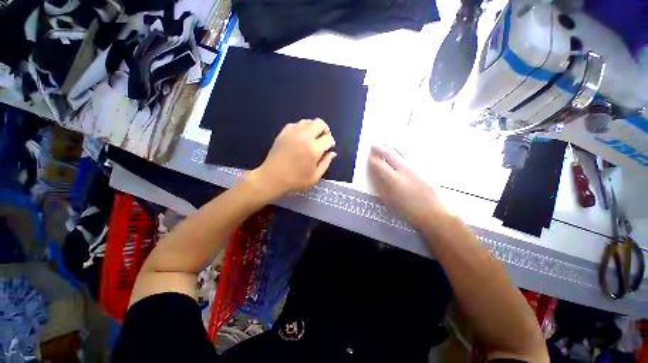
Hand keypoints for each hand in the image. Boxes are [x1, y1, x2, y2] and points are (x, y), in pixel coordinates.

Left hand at [250, 119, 336, 198]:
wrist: (272, 178)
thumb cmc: (295, 180)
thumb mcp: (315, 176)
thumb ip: (326, 163)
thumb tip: (332, 153)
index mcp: (313, 149)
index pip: (328, 138)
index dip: (331, 143)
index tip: (329, 148)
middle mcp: (304, 137)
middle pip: (319, 123)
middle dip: (325, 130)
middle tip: (323, 139)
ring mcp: (292, 133)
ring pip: (308, 121)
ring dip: (313, 127)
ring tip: (312, 137)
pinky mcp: (283, 133)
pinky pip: (296, 124)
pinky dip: (301, 128)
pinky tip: (300, 137)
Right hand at [368, 145, 446, 229]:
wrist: (435, 214)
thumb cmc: (408, 212)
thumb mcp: (389, 202)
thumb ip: (381, 187)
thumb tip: (375, 175)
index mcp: (394, 180)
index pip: (379, 165)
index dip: (372, 160)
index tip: (369, 157)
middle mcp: (404, 170)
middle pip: (390, 154)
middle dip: (380, 148)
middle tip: (374, 144)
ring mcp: (416, 168)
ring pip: (402, 152)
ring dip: (392, 147)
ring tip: (387, 143)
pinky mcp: (424, 169)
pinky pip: (411, 156)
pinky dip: (403, 152)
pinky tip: (401, 151)